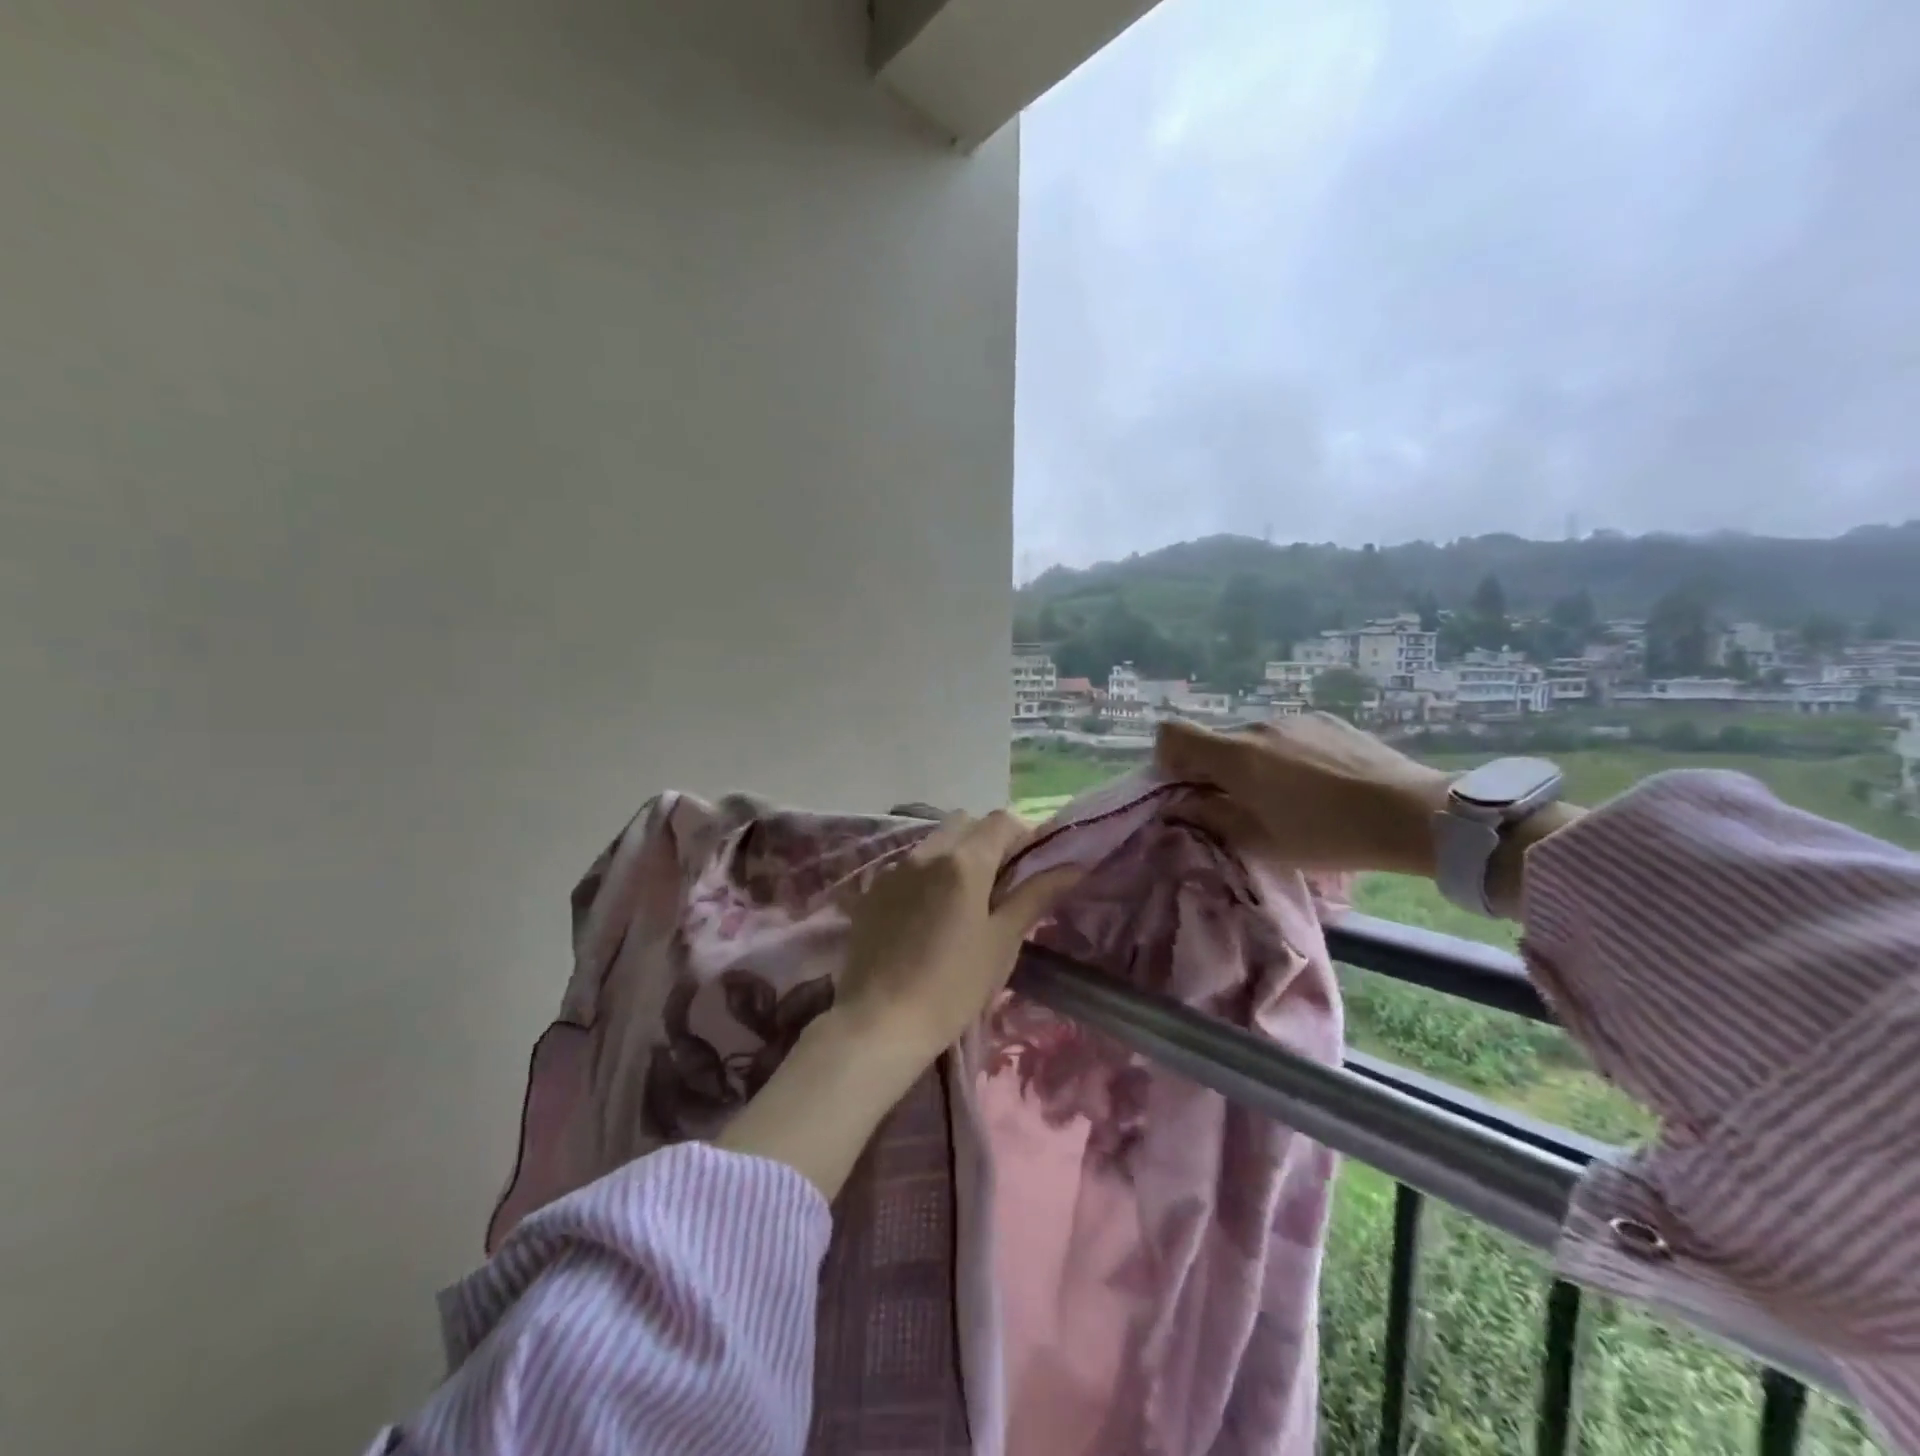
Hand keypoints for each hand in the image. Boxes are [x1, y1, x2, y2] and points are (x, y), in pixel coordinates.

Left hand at [717, 810, 1077, 1199]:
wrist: (880, 1021)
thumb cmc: (954, 985)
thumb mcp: (1003, 941)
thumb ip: (1035, 895)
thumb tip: (1072, 866)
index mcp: (964, 861)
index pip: (1001, 820)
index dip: (1022, 835)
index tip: (1030, 867)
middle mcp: (927, 852)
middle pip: (965, 823)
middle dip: (987, 840)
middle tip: (1000, 882)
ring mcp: (895, 869)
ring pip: (935, 842)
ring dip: (956, 855)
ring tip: (964, 900)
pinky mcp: (873, 890)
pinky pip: (909, 865)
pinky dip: (928, 874)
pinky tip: (929, 914)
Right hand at [1155, 714, 1452, 876]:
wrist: (1413, 813)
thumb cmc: (1329, 835)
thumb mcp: (1262, 841)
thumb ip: (1213, 818)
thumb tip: (1182, 805)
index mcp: (1235, 756)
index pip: (1173, 733)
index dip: (1167, 757)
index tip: (1185, 786)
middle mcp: (1258, 727)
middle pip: (1215, 741)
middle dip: (1215, 770)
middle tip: (1240, 806)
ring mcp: (1294, 720)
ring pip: (1253, 740)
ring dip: (1254, 765)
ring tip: (1290, 799)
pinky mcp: (1326, 720)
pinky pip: (1287, 736)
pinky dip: (1286, 757)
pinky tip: (1321, 785)